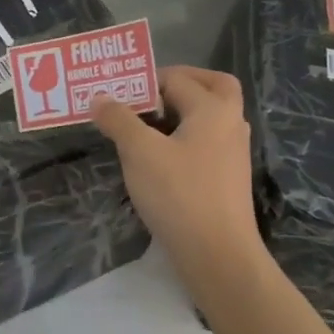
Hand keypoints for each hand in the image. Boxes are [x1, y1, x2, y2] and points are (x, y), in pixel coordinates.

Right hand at [92, 67, 262, 281]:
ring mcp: (234, 152)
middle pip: (213, 86)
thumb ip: (119, 120)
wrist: (218, 255)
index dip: (145, 81)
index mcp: (213, 109)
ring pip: (212, 116)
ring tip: (148, 123)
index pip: (178, 78)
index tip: (117, 92)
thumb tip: (100, 97)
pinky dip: (188, 136)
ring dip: (184, 111)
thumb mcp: (139, 153)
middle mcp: (230, 123)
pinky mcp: (229, 177)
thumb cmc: (179, 195)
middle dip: (183, 83)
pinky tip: (162, 155)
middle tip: (150, 92)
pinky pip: (208, 141)